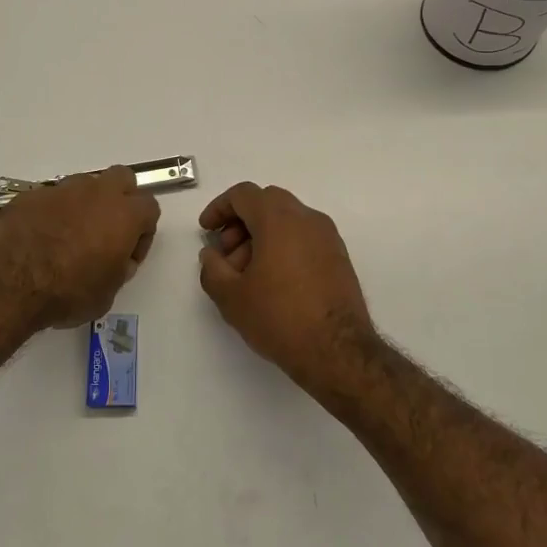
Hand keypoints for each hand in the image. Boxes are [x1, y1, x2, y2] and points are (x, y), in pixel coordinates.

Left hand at [0, 167, 160, 330]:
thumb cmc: (67, 292)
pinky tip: (41, 237)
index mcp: (124, 215)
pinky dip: (53, 212)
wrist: (8, 281)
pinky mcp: (32, 194)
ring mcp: (62, 189)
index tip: (127, 255)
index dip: (143, 232)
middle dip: (121, 199)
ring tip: (69, 236)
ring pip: (85, 185)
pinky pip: (52, 197)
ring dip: (85, 204)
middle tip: (107, 232)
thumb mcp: (106, 294)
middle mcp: (97, 193)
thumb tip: (117, 259)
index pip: (150, 207)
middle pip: (122, 178)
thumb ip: (119, 269)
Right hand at [198, 182, 380, 392]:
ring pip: (287, 220)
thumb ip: (212, 268)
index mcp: (279, 218)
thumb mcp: (231, 297)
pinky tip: (273, 281)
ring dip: (262, 236)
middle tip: (227, 254)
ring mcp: (328, 237)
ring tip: (247, 274)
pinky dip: (283, 246)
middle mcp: (307, 218)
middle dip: (241, 222)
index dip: (219, 208)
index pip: (243, 194)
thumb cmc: (279, 317)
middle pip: (266, 203)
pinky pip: (304, 237)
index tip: (207, 230)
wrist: (338, 351)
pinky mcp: (339, 257)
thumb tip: (212, 255)